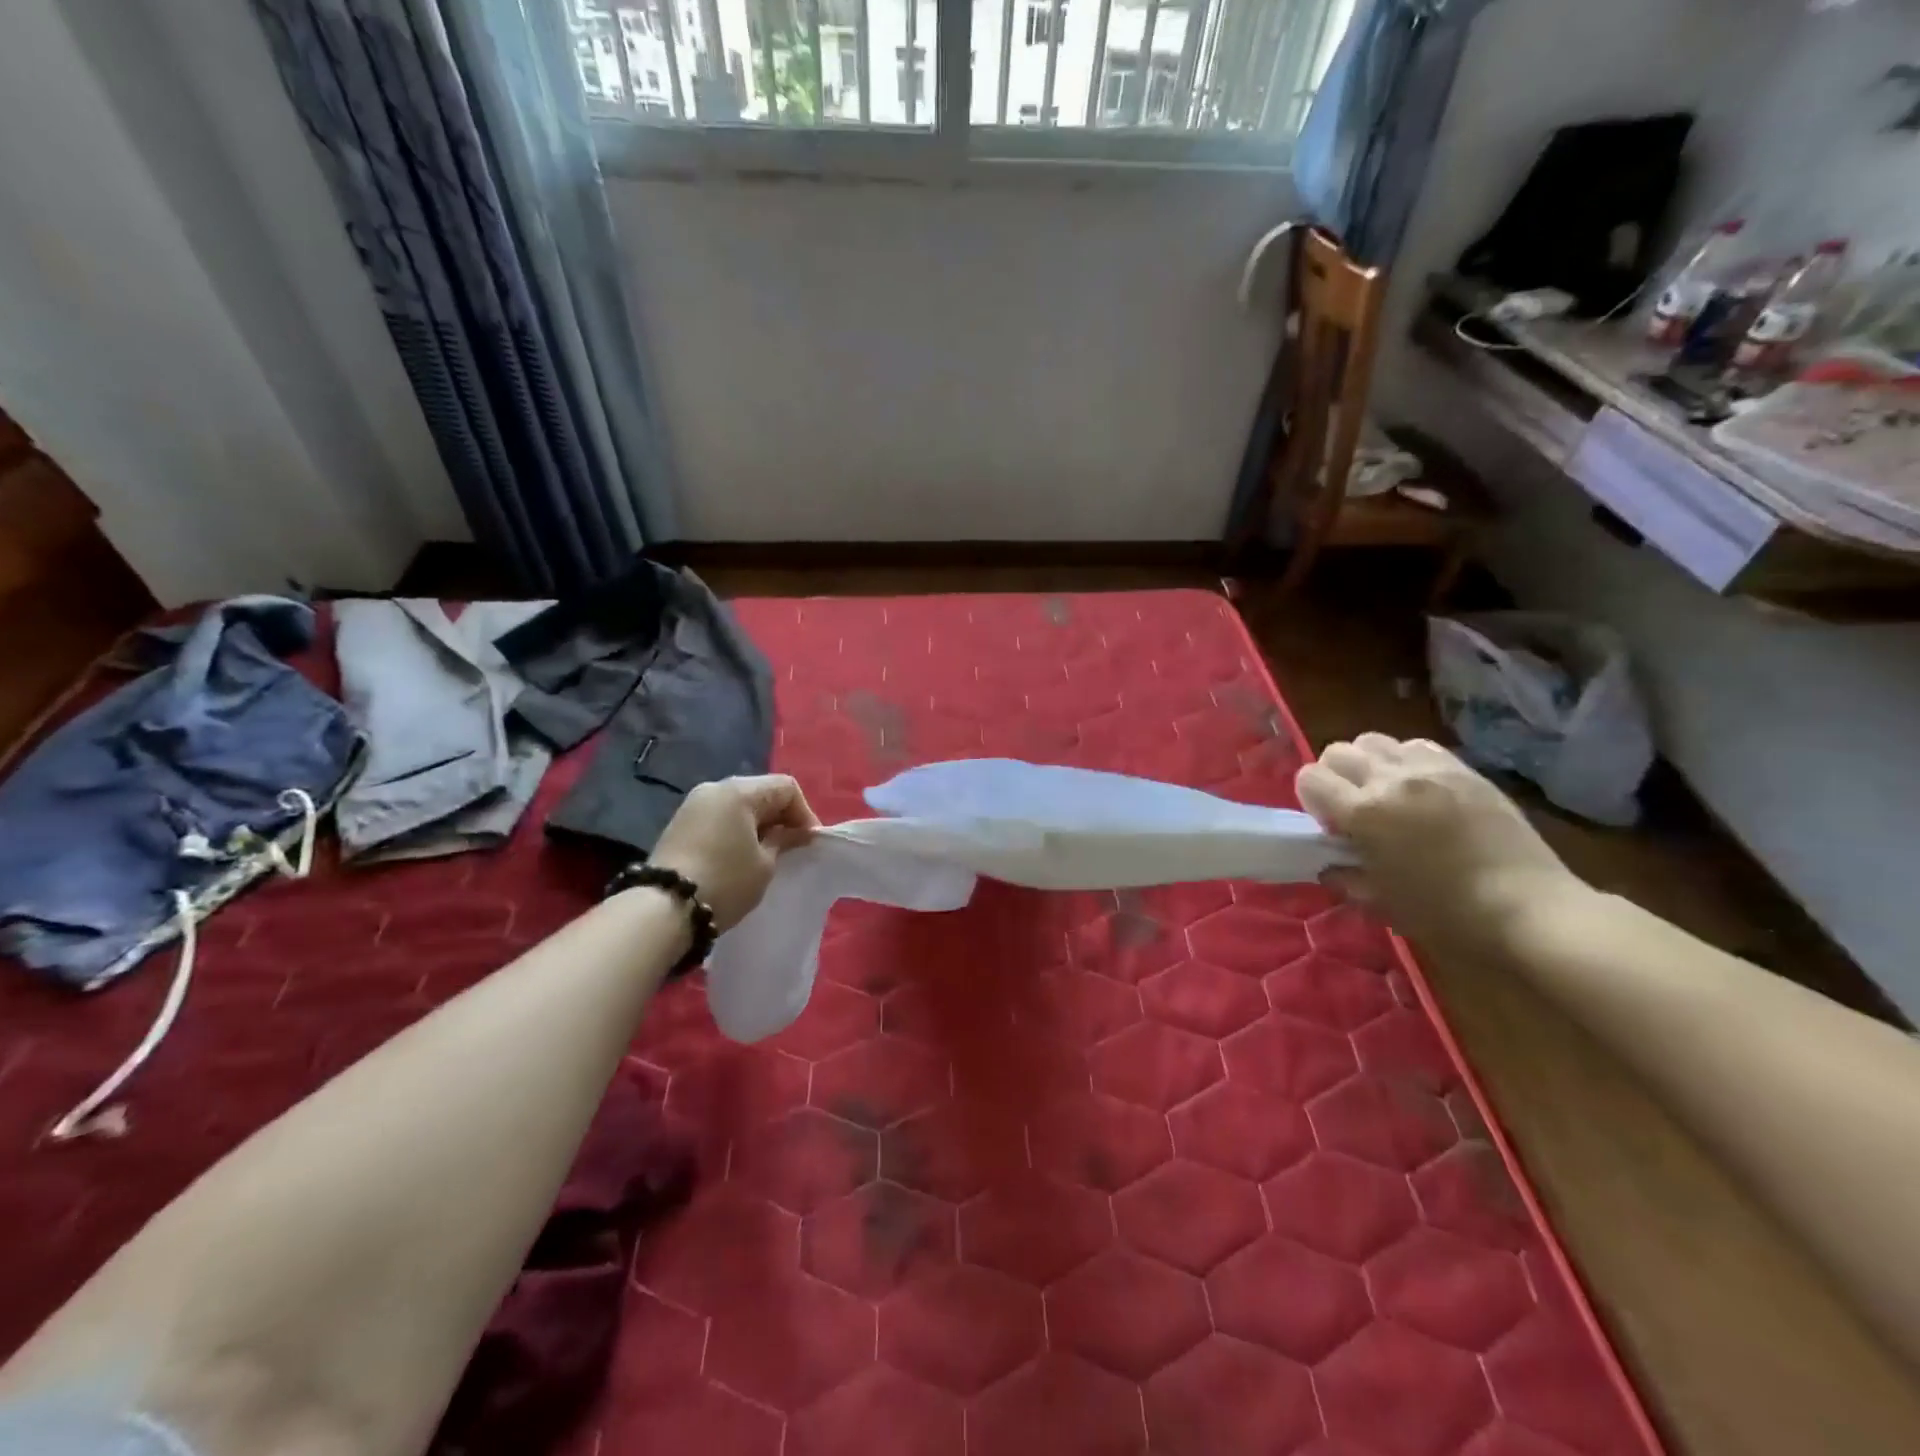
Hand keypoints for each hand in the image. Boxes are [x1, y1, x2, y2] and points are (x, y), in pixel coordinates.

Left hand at [650, 775, 819, 932]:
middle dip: (781, 817)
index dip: (804, 812)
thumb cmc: (725, 881)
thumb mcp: (765, 864)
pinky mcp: (680, 824)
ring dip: (758, 824)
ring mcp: (693, 805)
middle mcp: (715, 788)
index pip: (786, 787)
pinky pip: (720, 817)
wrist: (662, 909)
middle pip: (761, 792)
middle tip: (791, 847)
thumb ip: (784, 840)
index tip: (808, 842)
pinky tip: (740, 856)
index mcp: (739, 791)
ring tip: (767, 854)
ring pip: (739, 805)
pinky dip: (737, 830)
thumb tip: (796, 832)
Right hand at [1295, 734, 1578, 952]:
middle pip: (1338, 751)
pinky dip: (1406, 760)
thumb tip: (1331, 864)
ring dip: (1369, 763)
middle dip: (1334, 776)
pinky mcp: (1465, 770)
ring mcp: (1431, 770)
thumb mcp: (1382, 903)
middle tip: (1351, 809)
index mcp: (1364, 812)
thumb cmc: (1447, 915)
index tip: (1329, 825)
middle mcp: (1391, 780)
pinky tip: (1421, 790)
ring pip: (1375, 741)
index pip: (1310, 778)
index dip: (1311, 799)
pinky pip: (1418, 746)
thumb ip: (1347, 877)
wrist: (1530, 910)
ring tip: (1386, 794)